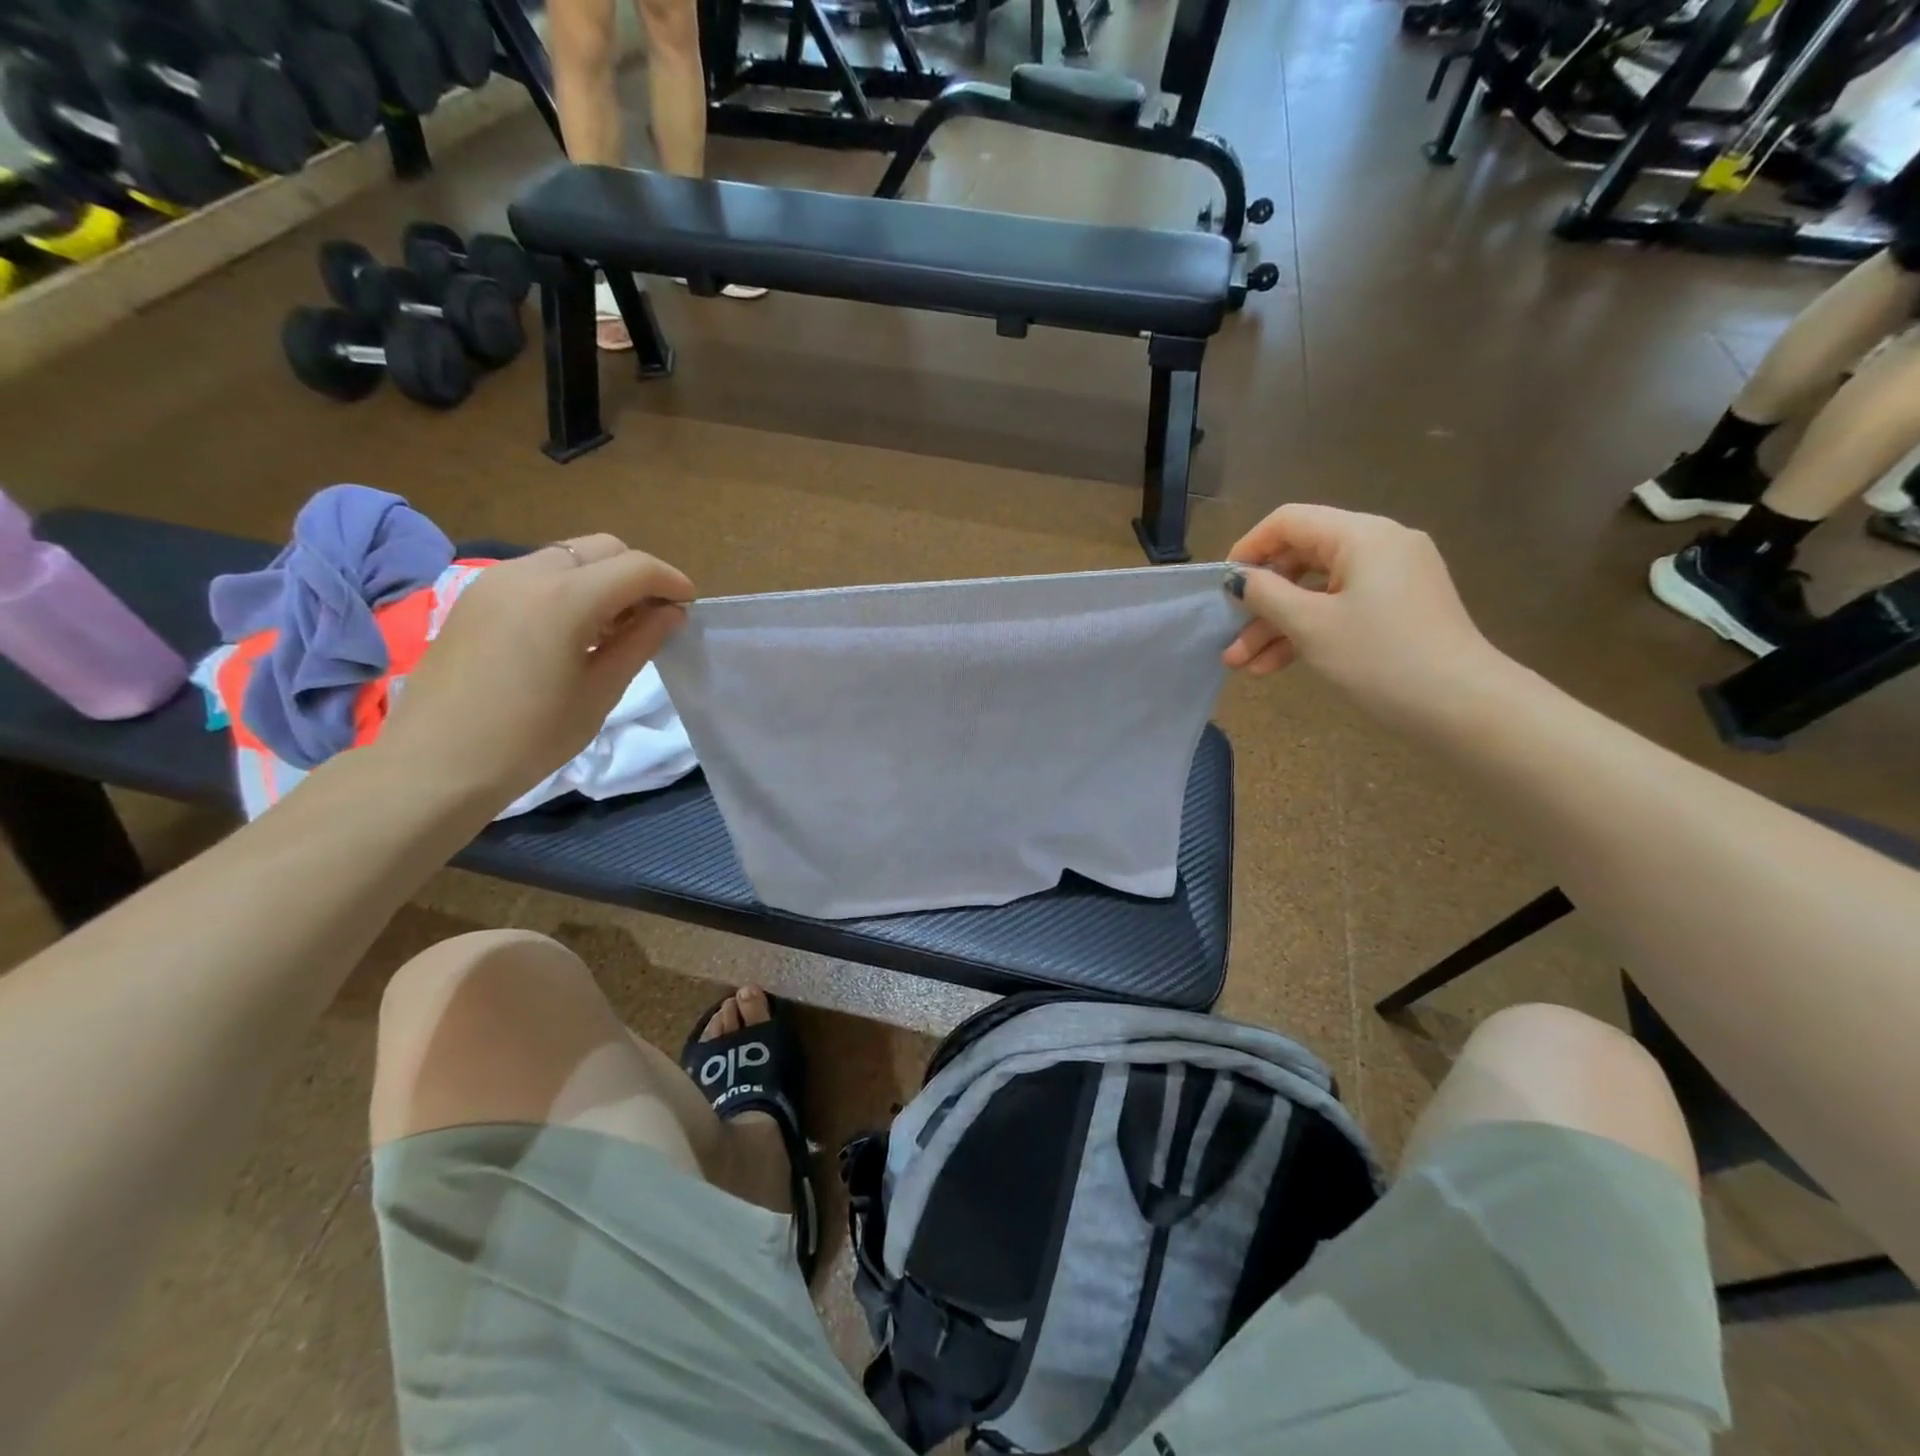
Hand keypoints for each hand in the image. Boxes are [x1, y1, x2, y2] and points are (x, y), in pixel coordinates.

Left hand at [381, 537, 692, 806]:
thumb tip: (672, 614)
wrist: (435, 764)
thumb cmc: (530, 737)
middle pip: (602, 548)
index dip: (671, 582)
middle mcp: (528, 573)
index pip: (636, 567)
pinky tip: (573, 629)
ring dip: (602, 578)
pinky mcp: (475, 596)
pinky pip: (537, 572)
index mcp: (564, 598)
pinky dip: (569, 586)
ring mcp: (495, 580)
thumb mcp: (600, 692)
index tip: (689, 607)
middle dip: (637, 574)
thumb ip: (640, 642)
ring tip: (614, 626)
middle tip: (653, 617)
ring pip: (568, 556)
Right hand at [1222, 504, 1501, 718]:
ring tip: (1243, 665)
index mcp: (1362, 535)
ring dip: (1277, 626)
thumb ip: (1267, 595)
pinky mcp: (1398, 609)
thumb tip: (1238, 578)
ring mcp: (1392, 579)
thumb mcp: (1311, 626)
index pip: (1290, 521)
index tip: (1222, 585)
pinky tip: (1275, 666)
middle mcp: (1380, 546)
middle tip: (1229, 636)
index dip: (1249, 548)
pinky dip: (1308, 632)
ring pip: (1317, 591)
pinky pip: (1340, 609)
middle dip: (1260, 602)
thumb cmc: (1380, 657)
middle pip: (1301, 559)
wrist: (1463, 706)